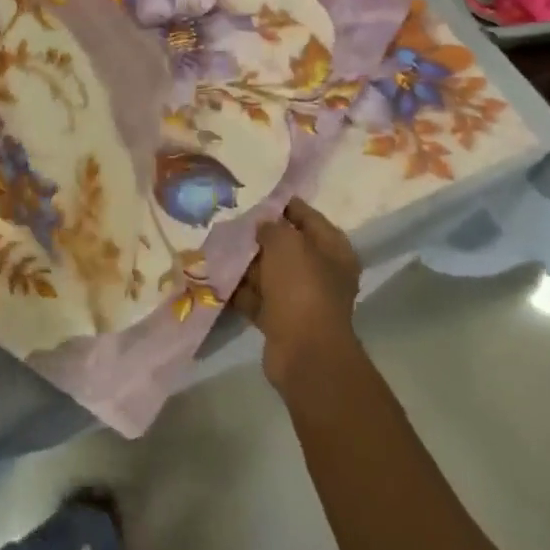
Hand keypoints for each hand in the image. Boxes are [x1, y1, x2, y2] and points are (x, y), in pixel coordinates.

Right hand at [233, 198, 361, 388]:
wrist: (304, 352)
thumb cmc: (301, 287)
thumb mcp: (287, 244)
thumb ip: (272, 226)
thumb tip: (262, 224)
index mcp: (333, 249)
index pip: (307, 217)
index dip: (282, 205)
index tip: (254, 197)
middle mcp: (321, 272)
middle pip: (286, 246)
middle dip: (259, 236)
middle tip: (230, 222)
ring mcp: (301, 298)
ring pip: (268, 272)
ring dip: (245, 263)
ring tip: (217, 246)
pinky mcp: (281, 320)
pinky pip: (257, 297)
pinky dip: (239, 289)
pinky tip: (216, 276)